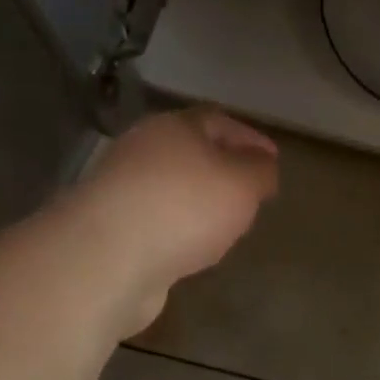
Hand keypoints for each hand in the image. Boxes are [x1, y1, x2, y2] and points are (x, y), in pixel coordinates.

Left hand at [76, 107, 279, 335]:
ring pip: (171, 186)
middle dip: (222, 168)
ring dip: (198, 201)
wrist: (106, 259)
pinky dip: (177, 227)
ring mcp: (120, 188)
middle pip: (191, 151)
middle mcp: (142, 149)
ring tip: (225, 224)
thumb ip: (260, 171)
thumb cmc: (184, 207)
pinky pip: (155, 219)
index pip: (219, 120)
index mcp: (175, 127)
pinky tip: (192, 247)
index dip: (249, 138)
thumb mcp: (243, 184)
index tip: (273, 160)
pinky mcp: (108, 227)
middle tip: (250, 190)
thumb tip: (262, 166)